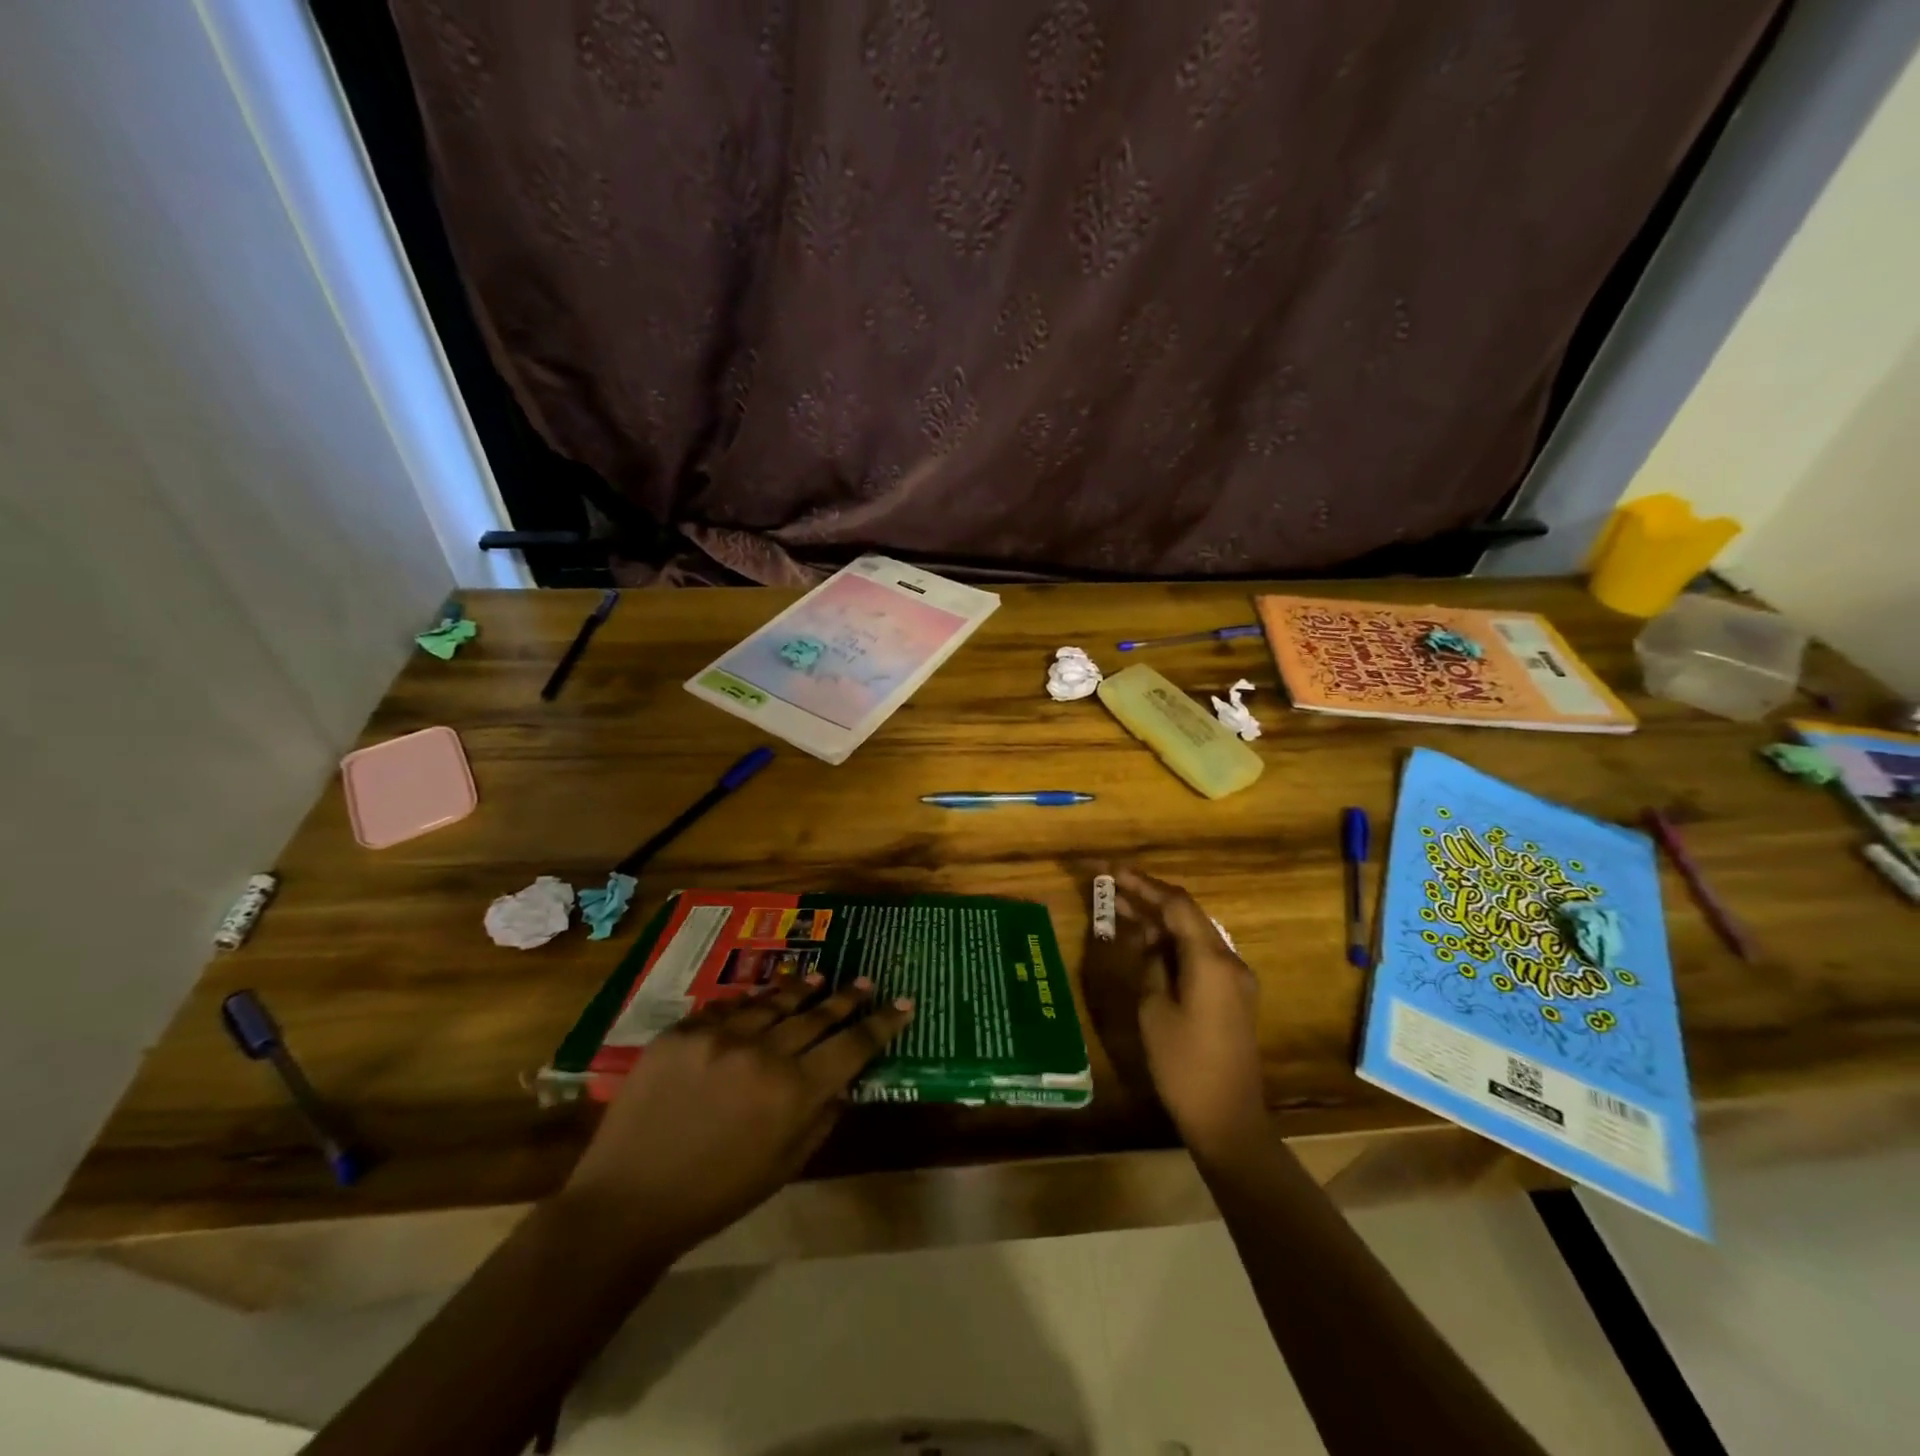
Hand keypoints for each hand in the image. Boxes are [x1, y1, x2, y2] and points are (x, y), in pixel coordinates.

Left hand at [563, 975, 912, 1258]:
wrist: (629, 1199)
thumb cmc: (716, 1195)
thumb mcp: (784, 1167)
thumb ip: (821, 1117)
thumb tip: (845, 1080)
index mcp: (794, 1093)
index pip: (853, 1046)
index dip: (882, 1023)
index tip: (903, 1004)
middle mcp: (764, 1053)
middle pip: (818, 1015)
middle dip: (847, 998)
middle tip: (866, 981)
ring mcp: (720, 1036)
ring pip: (774, 1001)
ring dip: (802, 989)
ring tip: (821, 977)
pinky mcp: (684, 1031)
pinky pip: (727, 1008)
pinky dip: (750, 1003)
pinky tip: (760, 998)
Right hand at [1101, 869, 1267, 1163]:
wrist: (1227, 1120)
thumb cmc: (1183, 1065)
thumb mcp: (1154, 1011)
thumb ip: (1151, 966)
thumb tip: (1149, 942)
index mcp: (1211, 960)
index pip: (1176, 905)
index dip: (1144, 885)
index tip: (1113, 872)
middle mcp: (1229, 961)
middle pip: (1187, 915)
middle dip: (1149, 899)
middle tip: (1111, 888)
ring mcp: (1235, 979)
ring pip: (1193, 934)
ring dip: (1160, 921)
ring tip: (1121, 910)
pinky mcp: (1233, 996)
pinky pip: (1201, 956)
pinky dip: (1173, 944)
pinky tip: (1148, 944)